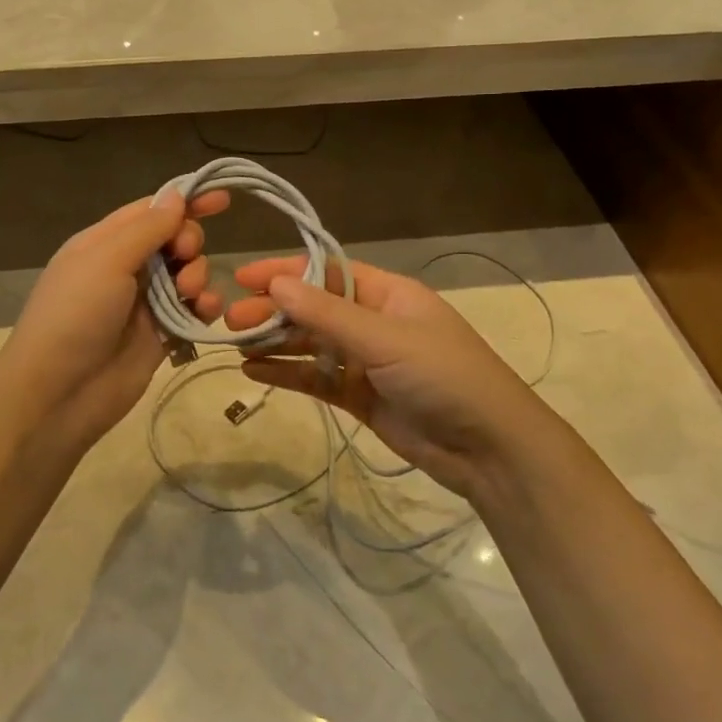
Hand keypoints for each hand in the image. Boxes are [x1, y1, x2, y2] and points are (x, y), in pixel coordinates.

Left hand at [0, 191, 227, 454]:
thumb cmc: (75, 316)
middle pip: (174, 239)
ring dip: (198, 276)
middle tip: (185, 257)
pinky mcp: (161, 336)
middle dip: (189, 242)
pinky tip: (204, 313)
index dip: (185, 201)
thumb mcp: (106, 260)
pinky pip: (192, 310)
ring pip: (188, 274)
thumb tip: (177, 195)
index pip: (150, 210)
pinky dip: (204, 307)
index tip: (222, 199)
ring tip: (189, 294)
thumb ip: (147, 228)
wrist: (58, 395)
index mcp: (104, 242)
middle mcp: (125, 268)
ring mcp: (144, 303)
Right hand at [224, 258, 546, 500]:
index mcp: (388, 294)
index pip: (326, 272)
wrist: (489, 450)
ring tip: (235, 345)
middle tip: (231, 320)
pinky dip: (287, 374)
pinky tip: (253, 372)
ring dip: (275, 342)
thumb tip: (276, 283)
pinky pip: (316, 379)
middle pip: (313, 308)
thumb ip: (327, 314)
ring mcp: (366, 361)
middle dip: (274, 311)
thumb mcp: (385, 339)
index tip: (243, 277)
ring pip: (311, 344)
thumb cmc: (444, 376)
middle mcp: (374, 322)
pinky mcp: (359, 397)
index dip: (285, 271)